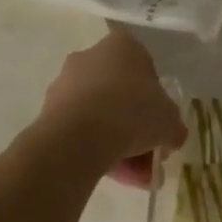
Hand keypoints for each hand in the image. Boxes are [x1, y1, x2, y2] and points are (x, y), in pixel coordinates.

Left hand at [42, 30, 186, 185]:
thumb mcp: (169, 120)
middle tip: (149, 153)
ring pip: (100, 114)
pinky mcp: (48, 112)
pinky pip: (80, 130)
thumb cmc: (132, 111)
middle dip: (135, 125)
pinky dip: (95, 149)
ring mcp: (65, 84)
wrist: (78, 137)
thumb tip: (173, 137)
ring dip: (117, 142)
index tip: (160, 123)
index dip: (156, 99)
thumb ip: (173, 126)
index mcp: (123, 45)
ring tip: (133, 176)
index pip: (145, 68)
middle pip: (120, 93)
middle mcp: (91, 57)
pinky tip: (111, 175)